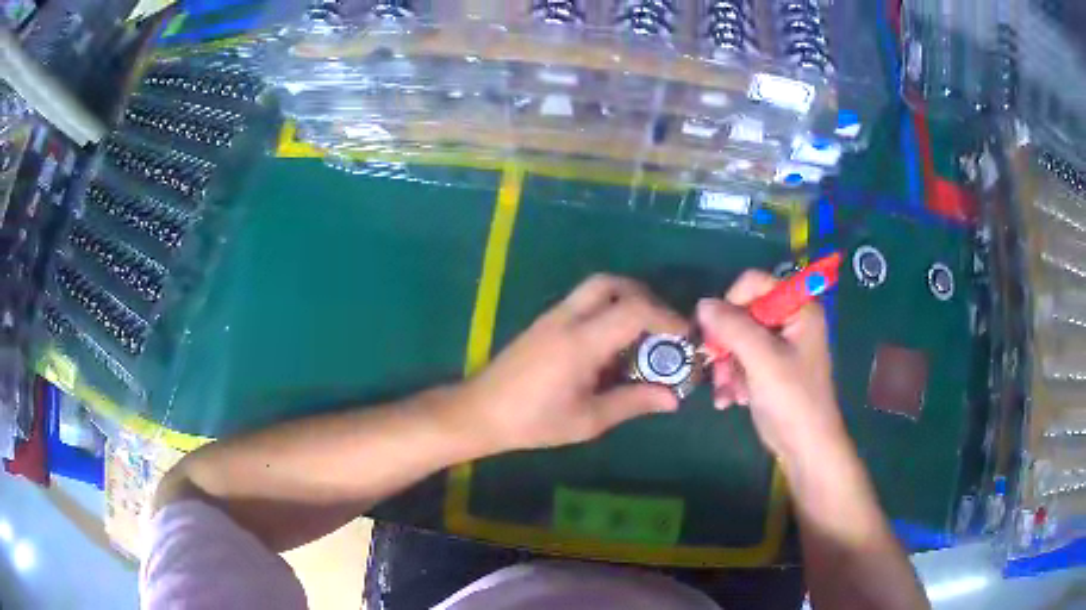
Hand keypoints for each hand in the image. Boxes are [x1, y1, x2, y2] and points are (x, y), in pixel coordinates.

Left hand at [460, 274, 687, 451]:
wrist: (480, 412)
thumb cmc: (533, 422)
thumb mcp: (588, 420)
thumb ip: (632, 403)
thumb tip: (673, 398)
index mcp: (580, 342)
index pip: (633, 310)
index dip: (665, 317)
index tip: (685, 336)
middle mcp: (567, 318)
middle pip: (612, 283)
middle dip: (645, 297)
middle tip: (663, 326)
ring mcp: (552, 316)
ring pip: (596, 288)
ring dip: (626, 300)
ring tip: (642, 336)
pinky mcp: (545, 322)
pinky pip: (584, 302)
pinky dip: (607, 310)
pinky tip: (612, 345)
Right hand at [697, 270, 847, 463]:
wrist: (805, 447)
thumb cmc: (792, 399)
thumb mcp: (762, 360)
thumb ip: (732, 327)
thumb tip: (702, 304)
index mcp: (798, 308)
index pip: (755, 283)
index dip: (731, 302)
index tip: (714, 330)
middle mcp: (789, 321)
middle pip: (743, 313)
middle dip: (726, 344)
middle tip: (715, 367)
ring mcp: (780, 346)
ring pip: (738, 339)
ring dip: (727, 366)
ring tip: (726, 393)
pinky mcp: (770, 368)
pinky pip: (742, 360)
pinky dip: (733, 378)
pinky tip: (730, 401)